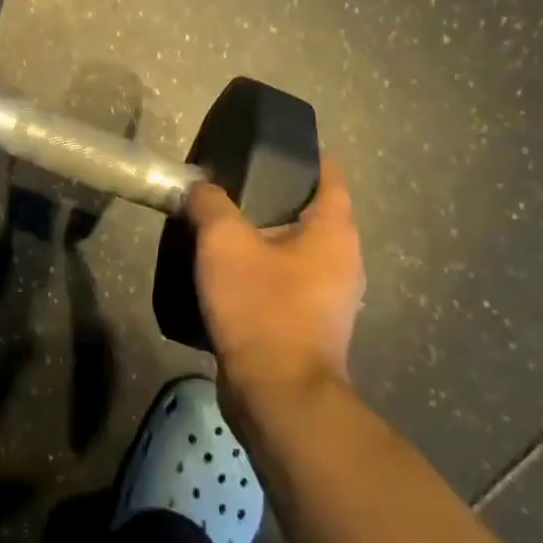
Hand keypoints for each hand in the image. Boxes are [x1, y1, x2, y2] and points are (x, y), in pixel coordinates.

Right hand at [183, 157, 364, 401]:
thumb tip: (200, 187)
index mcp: (334, 231)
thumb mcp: (223, 241)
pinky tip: (229, 270)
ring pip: (297, 248)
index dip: (302, 154)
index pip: (329, 174)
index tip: (266, 145)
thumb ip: (209, 203)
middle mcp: (343, 260)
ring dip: (266, 235)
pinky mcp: (310, 325)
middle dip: (275, 194)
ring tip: (224, 224)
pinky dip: (263, 269)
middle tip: (233, 183)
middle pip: (311, 211)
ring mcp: (330, 297)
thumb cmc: (261, 307)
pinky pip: (287, 281)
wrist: (278, 398)